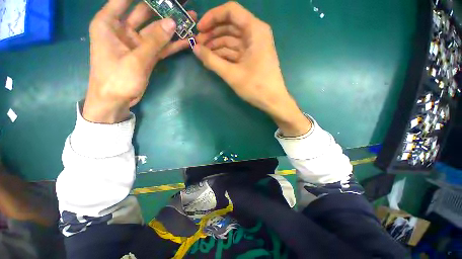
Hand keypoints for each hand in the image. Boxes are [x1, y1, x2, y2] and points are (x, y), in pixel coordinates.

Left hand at [84, 0, 196, 122]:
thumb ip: (154, 41)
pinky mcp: (147, 55)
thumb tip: (173, 23)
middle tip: (182, 4)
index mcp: (109, 22)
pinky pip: (161, 46)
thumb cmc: (116, 79)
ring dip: (172, 26)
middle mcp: (123, 29)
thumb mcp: (135, 59)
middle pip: (145, 12)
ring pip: (157, 30)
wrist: (116, 101)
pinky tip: (187, 40)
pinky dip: (173, 44)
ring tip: (191, 19)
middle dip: (164, 8)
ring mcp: (137, 43)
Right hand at [194, 2, 310, 135]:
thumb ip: (212, 60)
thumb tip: (194, 48)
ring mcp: (254, 46)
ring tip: (203, 55)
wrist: (272, 100)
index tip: (199, 30)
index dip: (212, 17)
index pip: (231, 11)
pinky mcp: (252, 57)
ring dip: (216, 46)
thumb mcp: (232, 74)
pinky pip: (235, 51)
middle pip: (230, 25)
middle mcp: (255, 33)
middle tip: (198, 45)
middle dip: (212, 34)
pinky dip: (224, 55)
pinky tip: (213, 61)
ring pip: (231, 40)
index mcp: (255, 30)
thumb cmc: (255, 87)